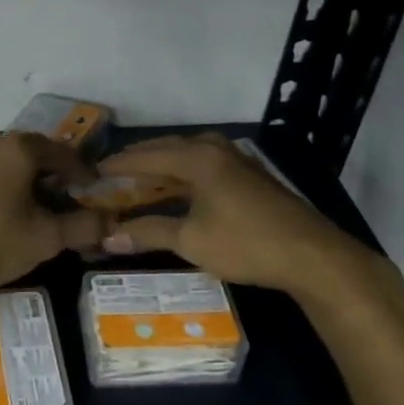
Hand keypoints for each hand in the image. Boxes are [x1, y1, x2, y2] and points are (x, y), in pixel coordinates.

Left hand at [0, 133, 106, 299]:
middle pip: (35, 156)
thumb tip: (111, 222)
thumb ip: (83, 226)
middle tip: (72, 204)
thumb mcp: (45, 238)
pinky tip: (9, 215)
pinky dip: (5, 190)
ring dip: (29, 185)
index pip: (64, 154)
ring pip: (9, 167)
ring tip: (42, 212)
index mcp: (18, 147)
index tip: (96, 192)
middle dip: (56, 179)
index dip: (84, 174)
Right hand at [94, 132, 376, 294]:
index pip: (146, 156)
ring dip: (162, 165)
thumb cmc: (246, 244)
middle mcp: (215, 149)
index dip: (117, 166)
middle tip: (111, 174)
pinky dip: (183, 172)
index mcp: (197, 158)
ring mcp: (237, 159)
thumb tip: (107, 239)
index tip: (92, 174)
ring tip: (140, 179)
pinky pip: (204, 163)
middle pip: (167, 148)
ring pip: (188, 153)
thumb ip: (148, 234)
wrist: (312, 256)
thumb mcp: (191, 241)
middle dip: (138, 161)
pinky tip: (179, 187)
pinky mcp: (250, 174)